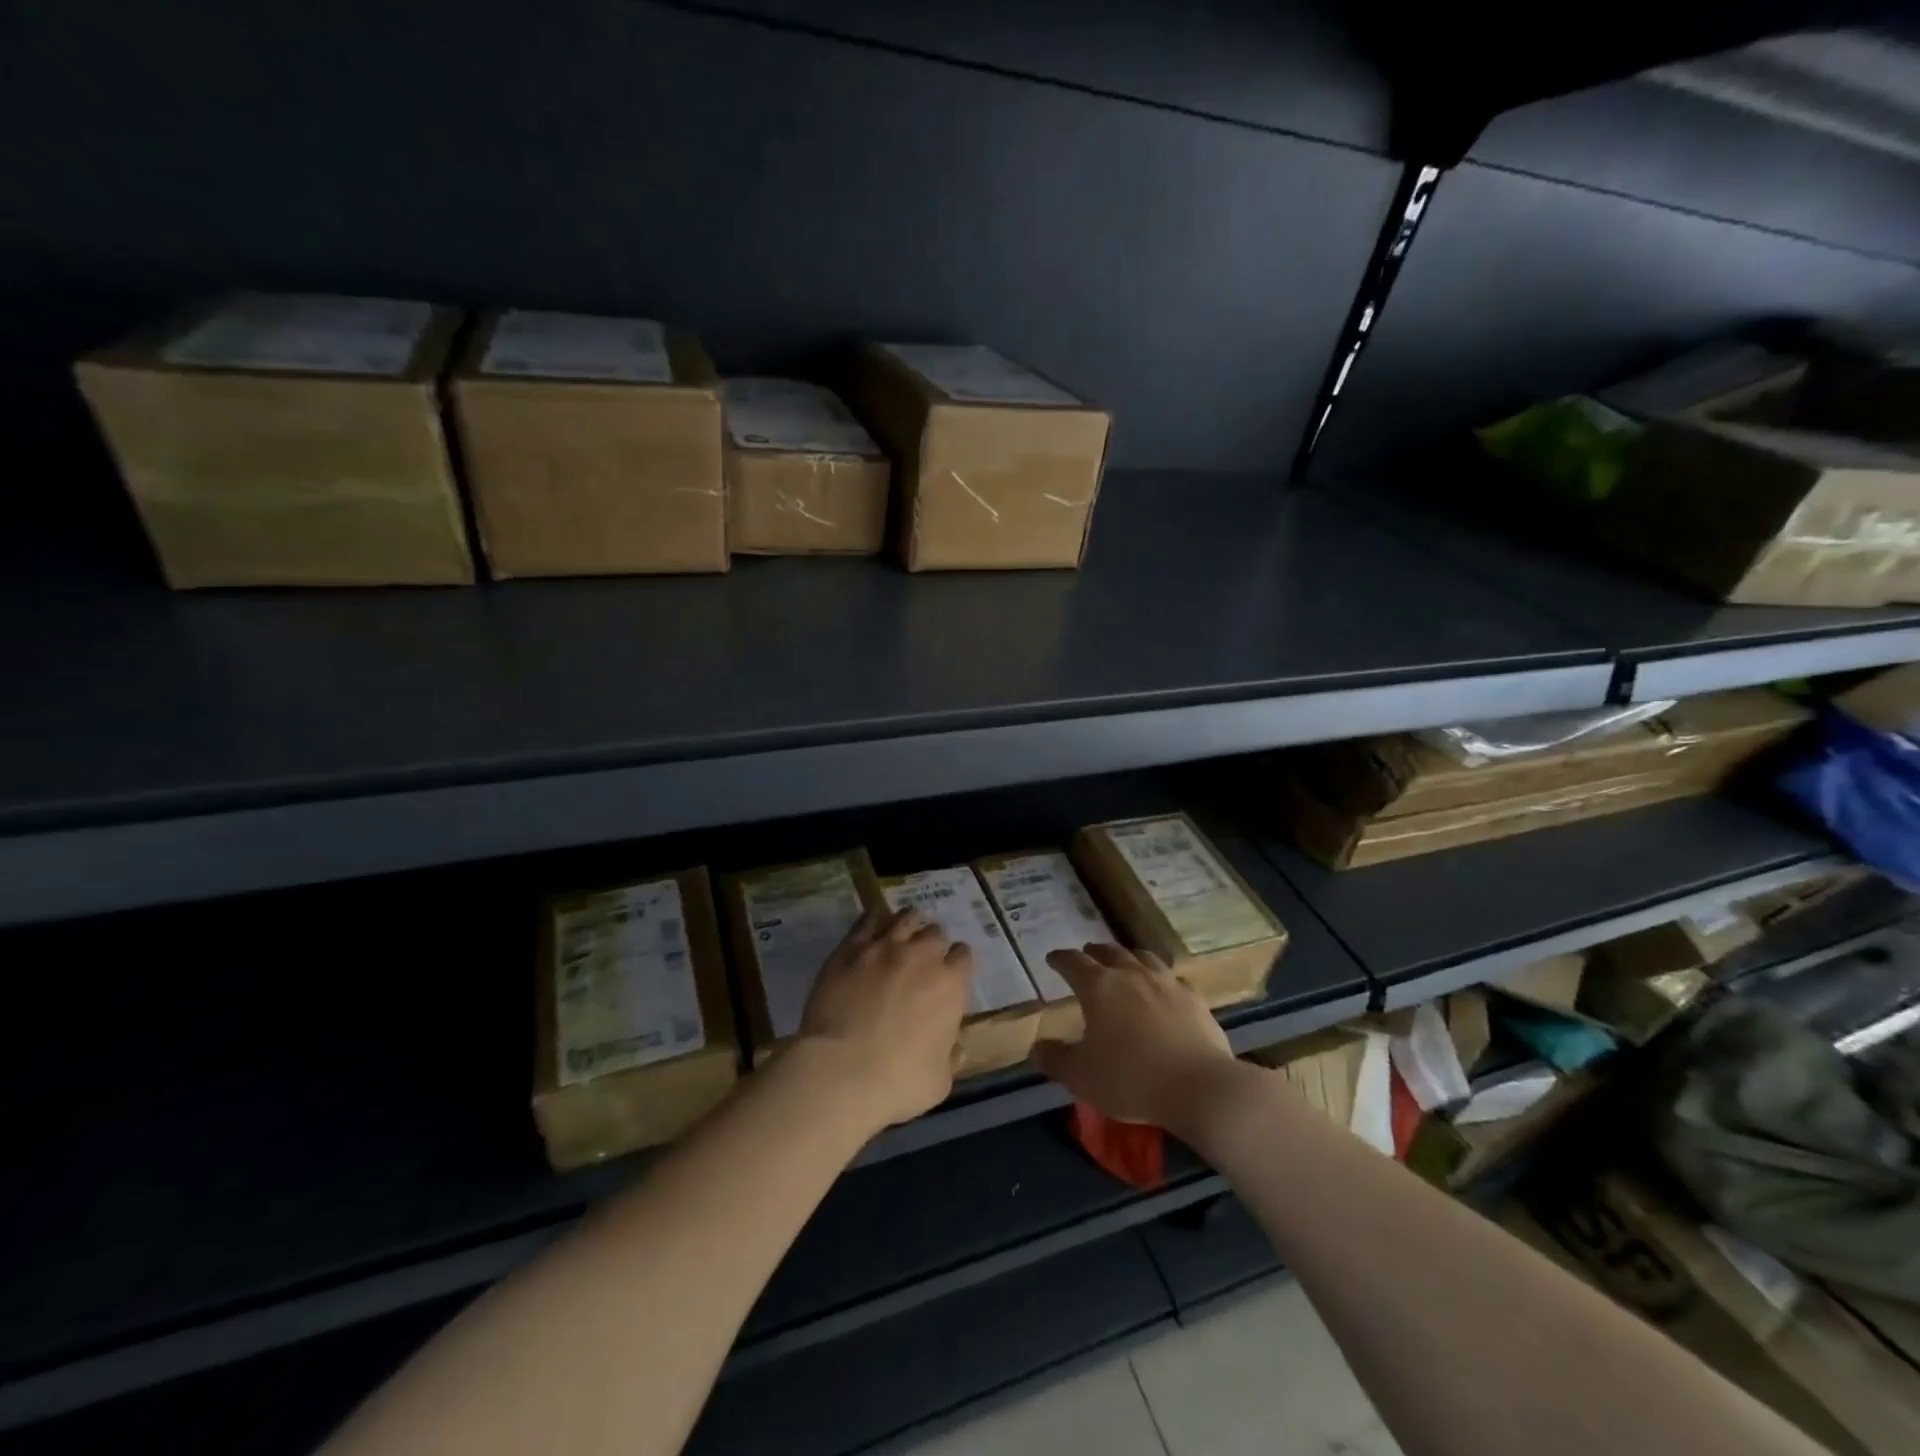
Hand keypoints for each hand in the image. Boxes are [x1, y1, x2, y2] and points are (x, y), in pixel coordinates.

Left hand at [793, 906, 973, 1132]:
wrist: (841, 1071)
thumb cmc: (897, 1082)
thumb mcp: (940, 1081)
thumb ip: (951, 1056)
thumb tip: (956, 1045)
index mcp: (950, 985)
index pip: (964, 956)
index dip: (957, 965)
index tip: (950, 976)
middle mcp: (922, 956)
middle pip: (936, 933)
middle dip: (933, 944)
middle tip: (922, 962)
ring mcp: (885, 947)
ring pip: (906, 918)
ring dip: (908, 926)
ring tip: (900, 938)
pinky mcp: (851, 948)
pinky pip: (868, 920)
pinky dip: (874, 921)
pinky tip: (872, 929)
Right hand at [1034, 943, 1237, 1135]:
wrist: (1198, 1087)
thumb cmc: (1130, 1079)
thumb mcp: (1081, 1077)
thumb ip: (1055, 1059)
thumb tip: (1037, 1047)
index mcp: (1099, 987)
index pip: (1073, 962)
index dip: (1060, 959)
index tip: (1052, 959)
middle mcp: (1131, 975)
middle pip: (1109, 953)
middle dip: (1094, 953)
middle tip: (1087, 956)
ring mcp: (1166, 983)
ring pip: (1143, 958)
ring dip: (1128, 958)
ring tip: (1124, 963)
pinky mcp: (1194, 998)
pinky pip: (1172, 979)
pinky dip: (1160, 979)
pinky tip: (1163, 990)